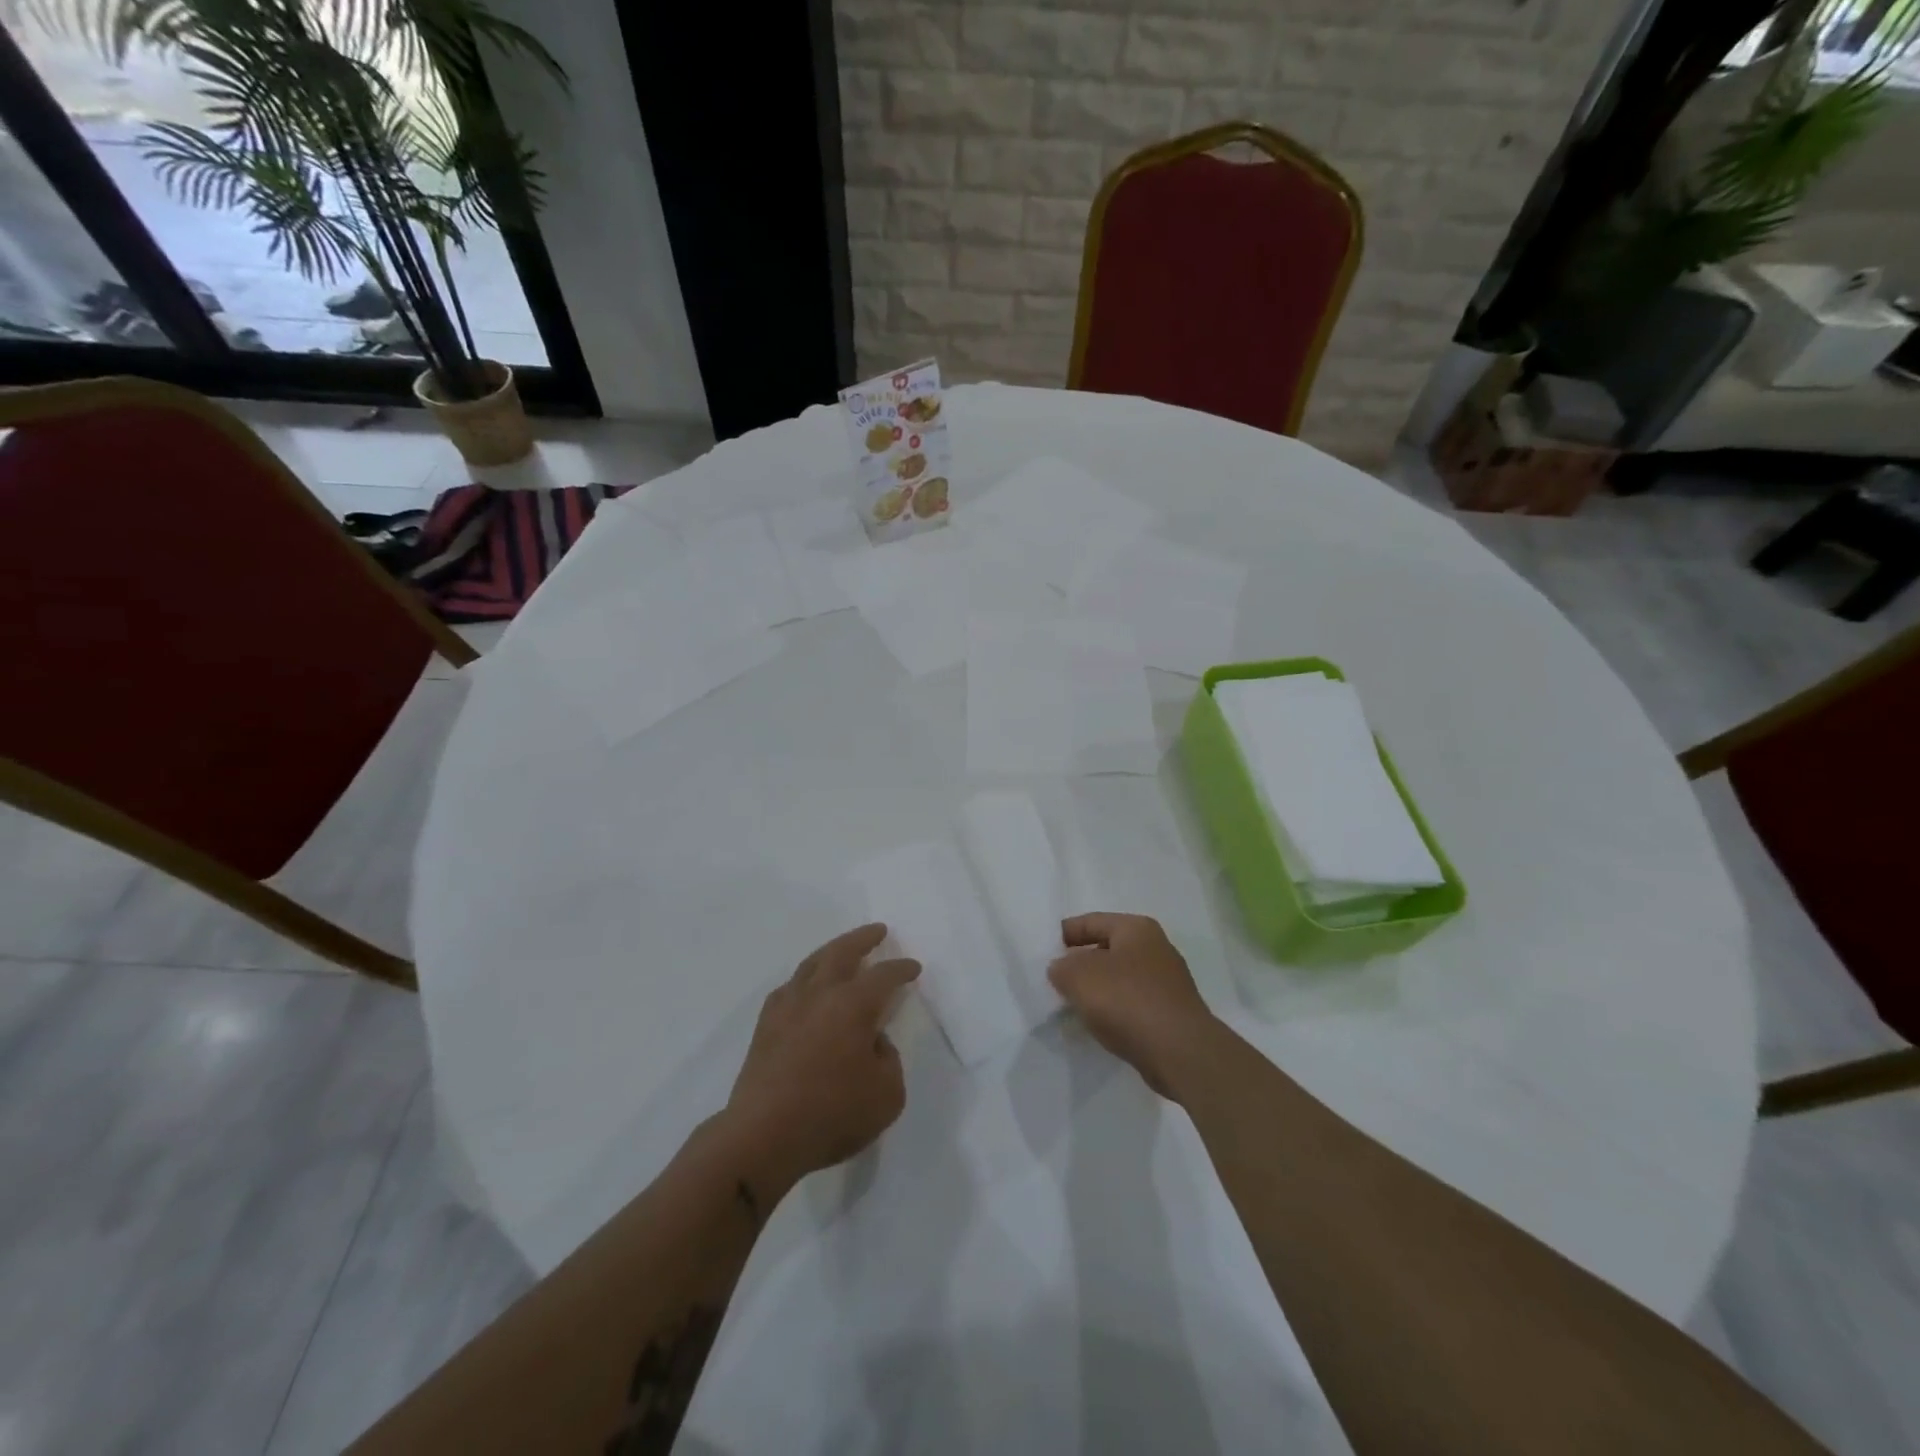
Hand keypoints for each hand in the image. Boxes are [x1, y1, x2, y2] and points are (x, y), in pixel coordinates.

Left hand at [724, 924, 919, 1197]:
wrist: (763, 1135)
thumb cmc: (832, 1114)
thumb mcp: (887, 1095)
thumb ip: (888, 1060)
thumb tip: (873, 1043)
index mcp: (853, 1004)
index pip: (884, 976)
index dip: (901, 969)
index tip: (913, 968)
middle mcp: (820, 994)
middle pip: (842, 952)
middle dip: (863, 938)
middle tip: (877, 931)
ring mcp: (788, 1006)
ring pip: (811, 963)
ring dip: (831, 951)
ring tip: (842, 950)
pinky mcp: (765, 1026)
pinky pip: (789, 987)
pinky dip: (804, 979)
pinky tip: (806, 987)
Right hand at [1049, 913, 1218, 1096]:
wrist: (1180, 1052)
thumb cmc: (1127, 1001)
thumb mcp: (1079, 977)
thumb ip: (1061, 967)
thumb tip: (1062, 969)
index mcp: (1136, 928)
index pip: (1092, 921)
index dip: (1066, 934)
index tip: (1044, 951)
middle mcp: (1156, 948)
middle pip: (1107, 949)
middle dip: (1081, 964)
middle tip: (1055, 980)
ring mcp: (1167, 982)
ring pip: (1120, 978)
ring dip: (1097, 990)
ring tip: (1073, 1006)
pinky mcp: (1171, 1012)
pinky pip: (1133, 1004)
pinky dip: (1114, 1011)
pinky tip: (1099, 1026)